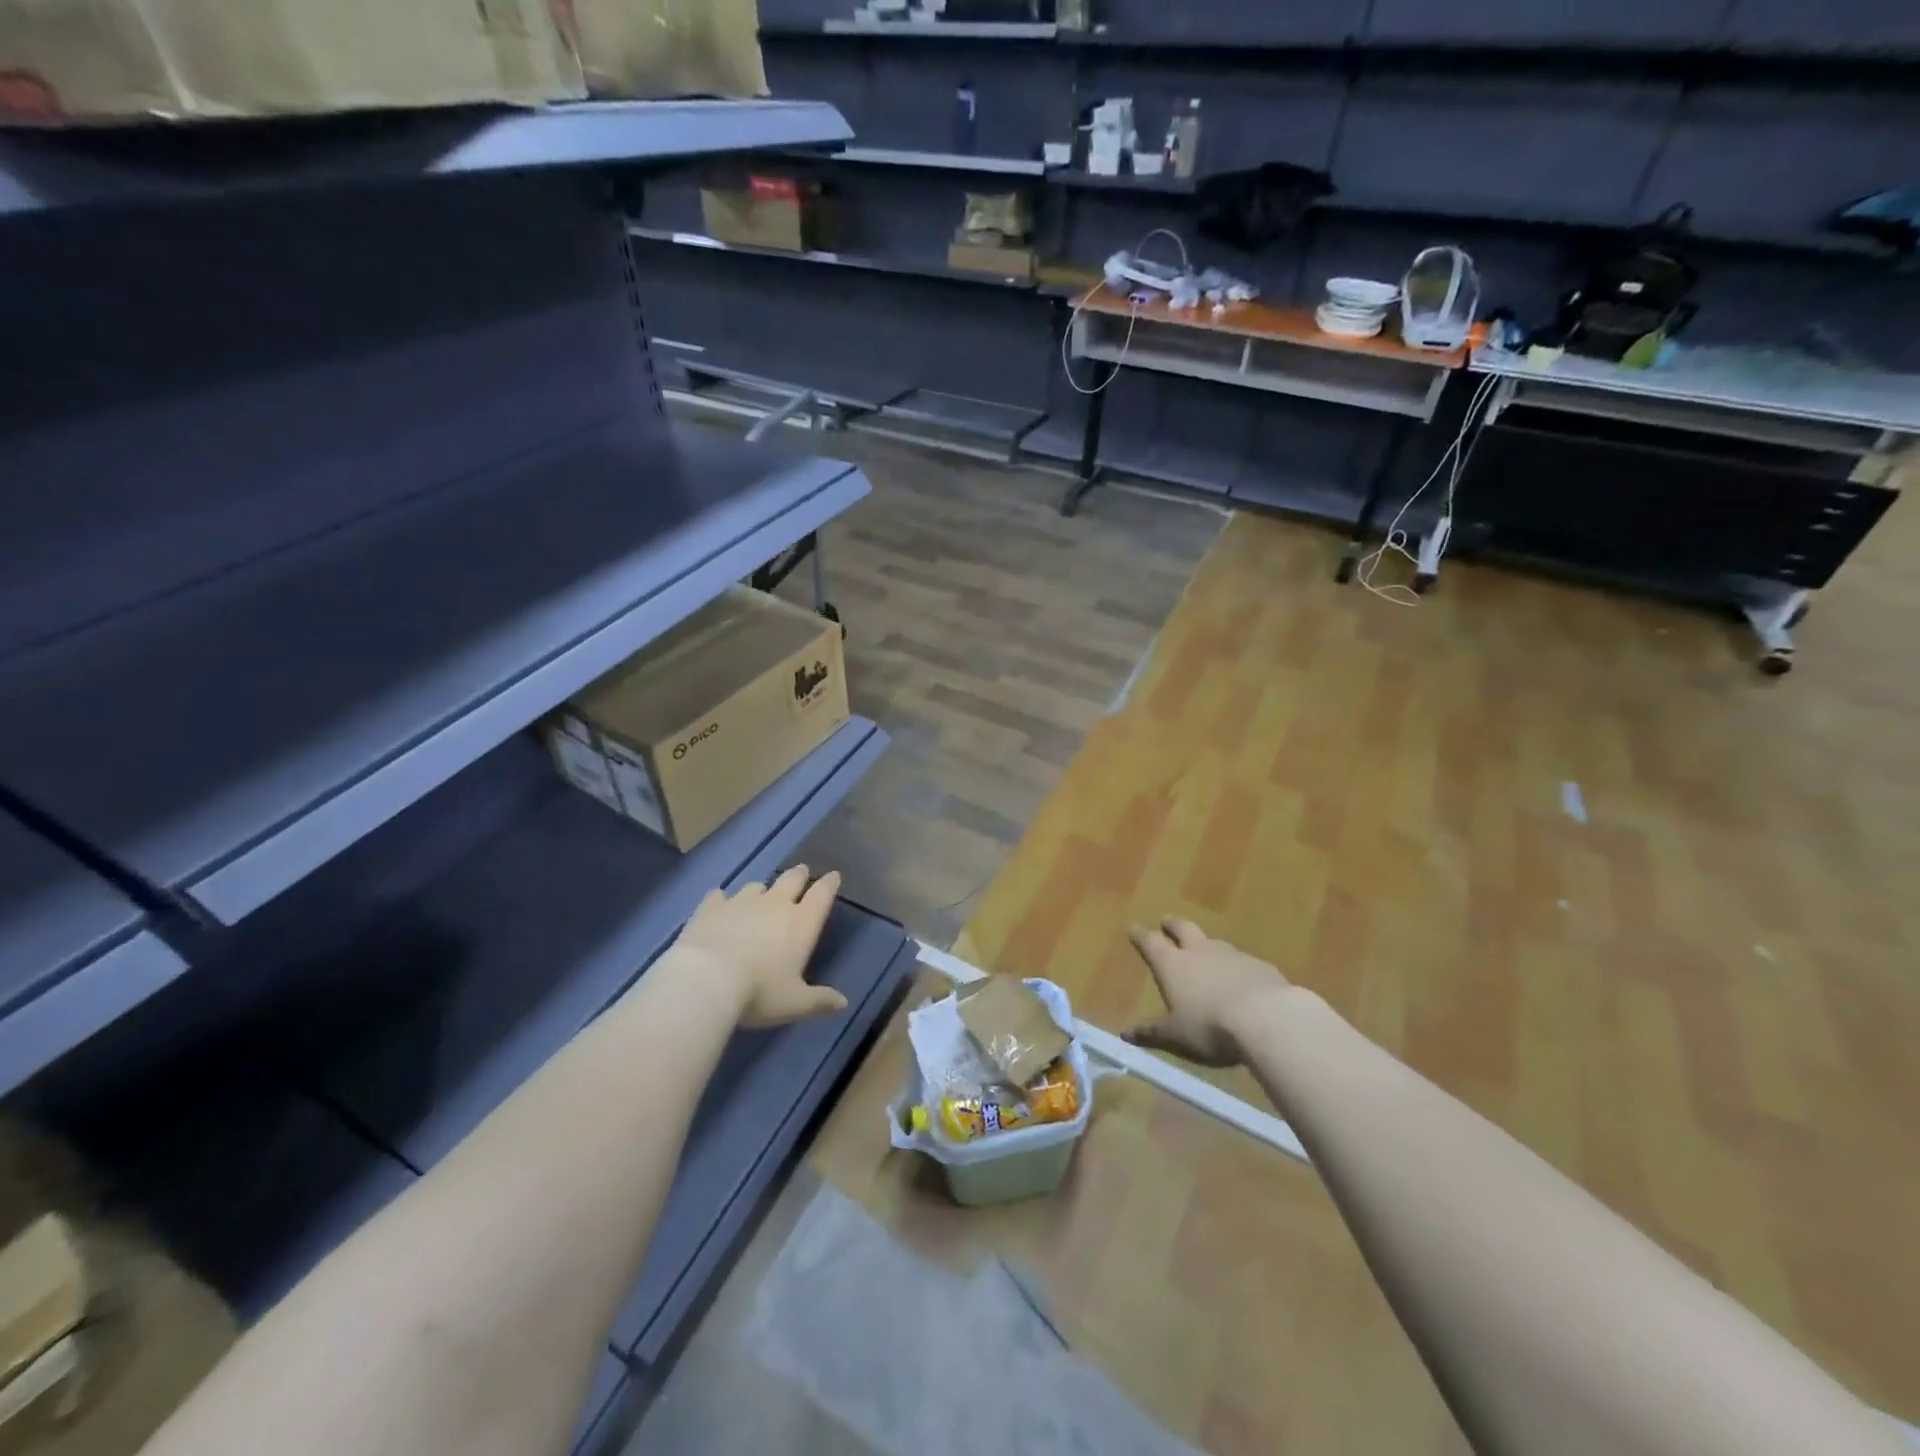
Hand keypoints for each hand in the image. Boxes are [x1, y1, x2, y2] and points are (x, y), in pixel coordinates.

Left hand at [672, 867, 846, 1027]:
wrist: (706, 982)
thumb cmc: (759, 992)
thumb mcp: (794, 1004)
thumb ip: (819, 1001)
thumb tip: (843, 1003)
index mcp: (801, 923)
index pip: (821, 895)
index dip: (829, 884)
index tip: (833, 876)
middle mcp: (774, 905)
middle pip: (791, 880)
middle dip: (799, 875)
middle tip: (801, 871)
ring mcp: (740, 903)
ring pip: (756, 886)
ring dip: (761, 890)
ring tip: (760, 895)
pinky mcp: (710, 908)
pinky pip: (719, 896)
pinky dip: (722, 899)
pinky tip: (719, 903)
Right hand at [1125, 917, 1289, 1067]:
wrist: (1266, 1019)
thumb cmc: (1209, 1026)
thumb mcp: (1176, 1035)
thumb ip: (1152, 1032)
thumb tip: (1126, 1033)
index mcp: (1173, 965)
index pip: (1151, 943)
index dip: (1141, 935)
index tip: (1133, 927)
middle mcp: (1200, 952)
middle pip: (1183, 929)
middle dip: (1173, 925)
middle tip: (1167, 921)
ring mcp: (1232, 955)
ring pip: (1214, 943)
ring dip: (1206, 945)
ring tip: (1205, 951)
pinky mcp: (1260, 966)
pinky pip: (1242, 961)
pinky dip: (1235, 966)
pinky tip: (1241, 979)